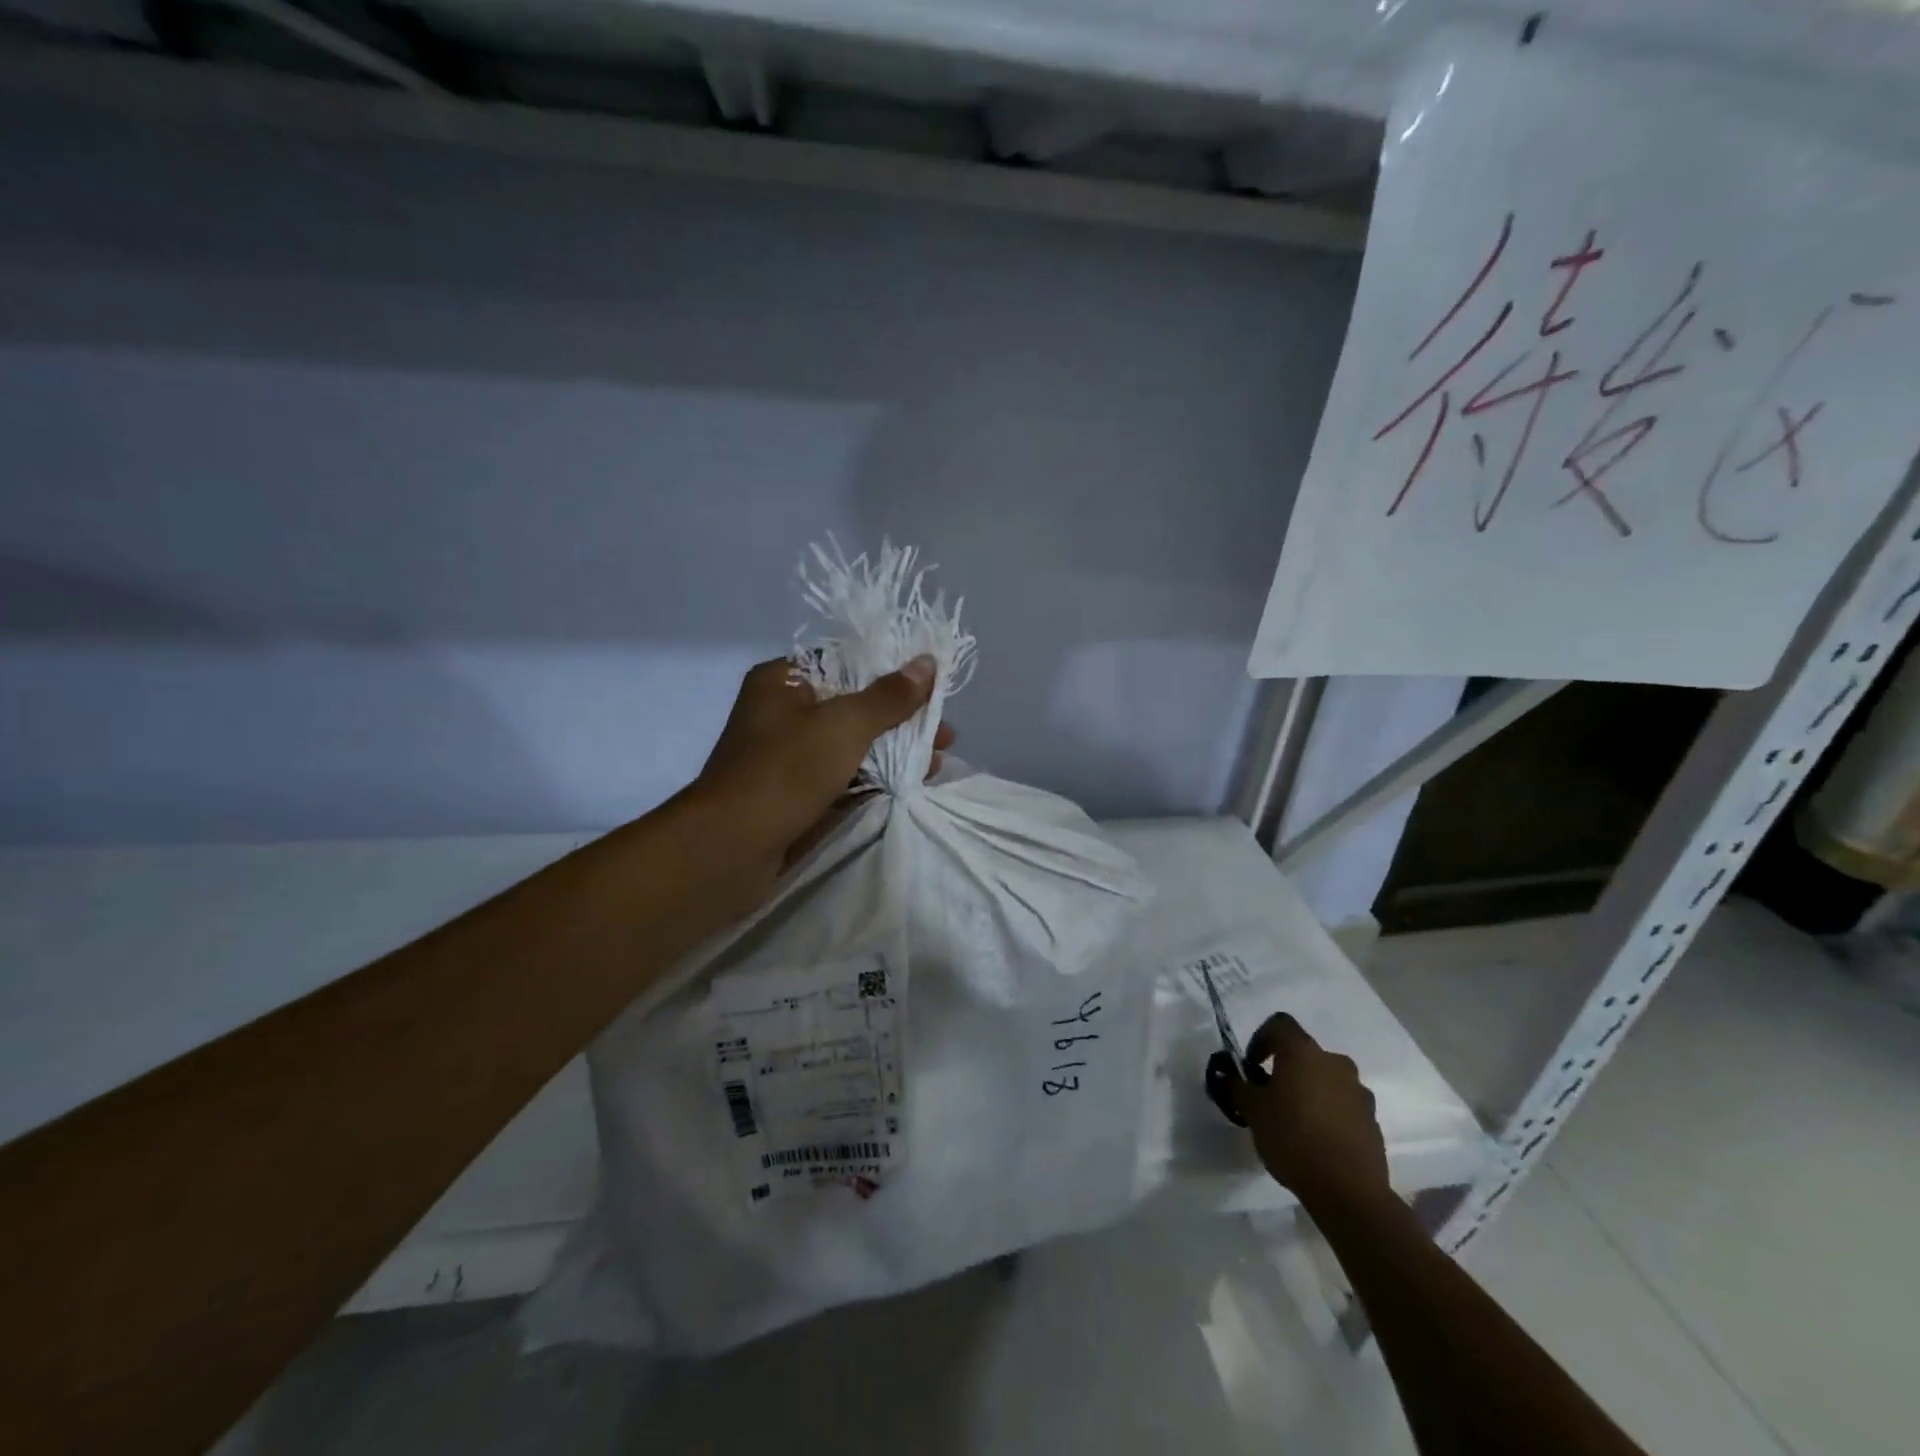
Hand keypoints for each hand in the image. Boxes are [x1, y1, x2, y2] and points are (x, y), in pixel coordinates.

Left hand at [692, 656, 954, 893]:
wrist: (728, 850)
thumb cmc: (785, 772)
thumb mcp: (844, 726)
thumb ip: (889, 697)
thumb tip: (928, 662)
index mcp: (783, 681)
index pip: (845, 662)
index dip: (891, 673)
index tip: (931, 689)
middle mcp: (782, 713)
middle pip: (854, 706)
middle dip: (901, 720)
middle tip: (944, 735)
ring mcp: (787, 758)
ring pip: (851, 746)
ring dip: (893, 753)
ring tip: (937, 765)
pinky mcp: (794, 796)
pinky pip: (842, 779)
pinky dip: (874, 781)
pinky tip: (908, 787)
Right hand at [1230, 1013, 1391, 1213]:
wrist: (1348, 1191)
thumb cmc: (1292, 1138)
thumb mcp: (1252, 1111)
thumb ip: (1237, 1087)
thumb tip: (1226, 1076)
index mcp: (1303, 1052)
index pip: (1279, 1024)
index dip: (1261, 1039)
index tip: (1251, 1066)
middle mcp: (1335, 1063)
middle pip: (1305, 1054)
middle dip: (1287, 1070)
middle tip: (1271, 1097)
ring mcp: (1359, 1092)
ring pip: (1327, 1080)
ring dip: (1311, 1091)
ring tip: (1296, 1122)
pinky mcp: (1373, 1121)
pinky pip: (1344, 1106)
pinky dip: (1330, 1114)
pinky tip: (1318, 1141)